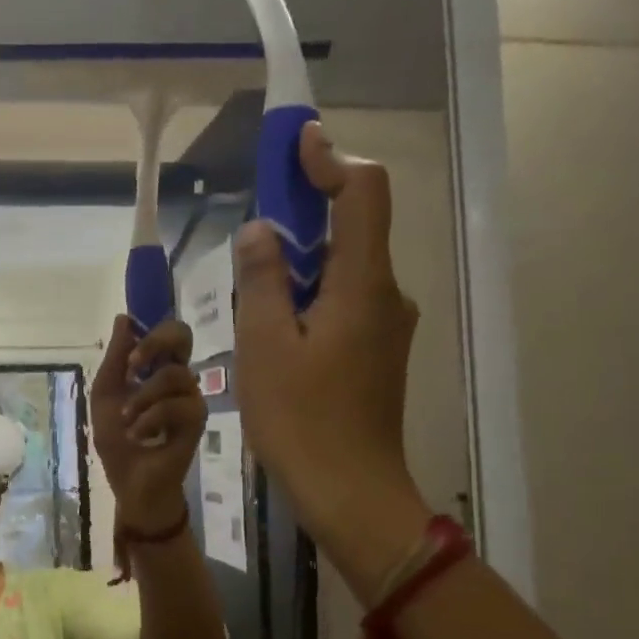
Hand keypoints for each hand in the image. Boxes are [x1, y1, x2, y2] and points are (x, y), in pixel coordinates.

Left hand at [90, 315, 204, 529]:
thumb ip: (114, 359)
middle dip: (155, 344)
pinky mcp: (197, 421)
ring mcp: (190, 398)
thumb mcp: (106, 397)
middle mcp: (177, 378)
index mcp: (156, 369)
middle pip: (183, 336)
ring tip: (127, 421)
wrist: (131, 483)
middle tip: (133, 367)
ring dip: (142, 398)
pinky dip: (151, 418)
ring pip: (174, 375)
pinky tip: (140, 435)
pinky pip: (178, 406)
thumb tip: (124, 318)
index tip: (128, 356)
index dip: (149, 333)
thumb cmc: (118, 441)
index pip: (167, 333)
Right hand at [233, 122, 429, 597]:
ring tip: (251, 290)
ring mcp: (386, 327)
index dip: (331, 160)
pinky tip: (273, 329)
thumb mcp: (265, 345)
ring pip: (343, 271)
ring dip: (300, 263)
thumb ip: (262, 280)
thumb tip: (261, 231)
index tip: (295, 146)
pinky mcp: (375, 353)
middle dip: (306, 213)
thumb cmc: (301, 419)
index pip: (364, 194)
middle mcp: (386, 295)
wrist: (350, 492)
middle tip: (254, 226)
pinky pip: (342, 303)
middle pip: (354, 229)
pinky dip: (308, 297)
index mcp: (363, 285)